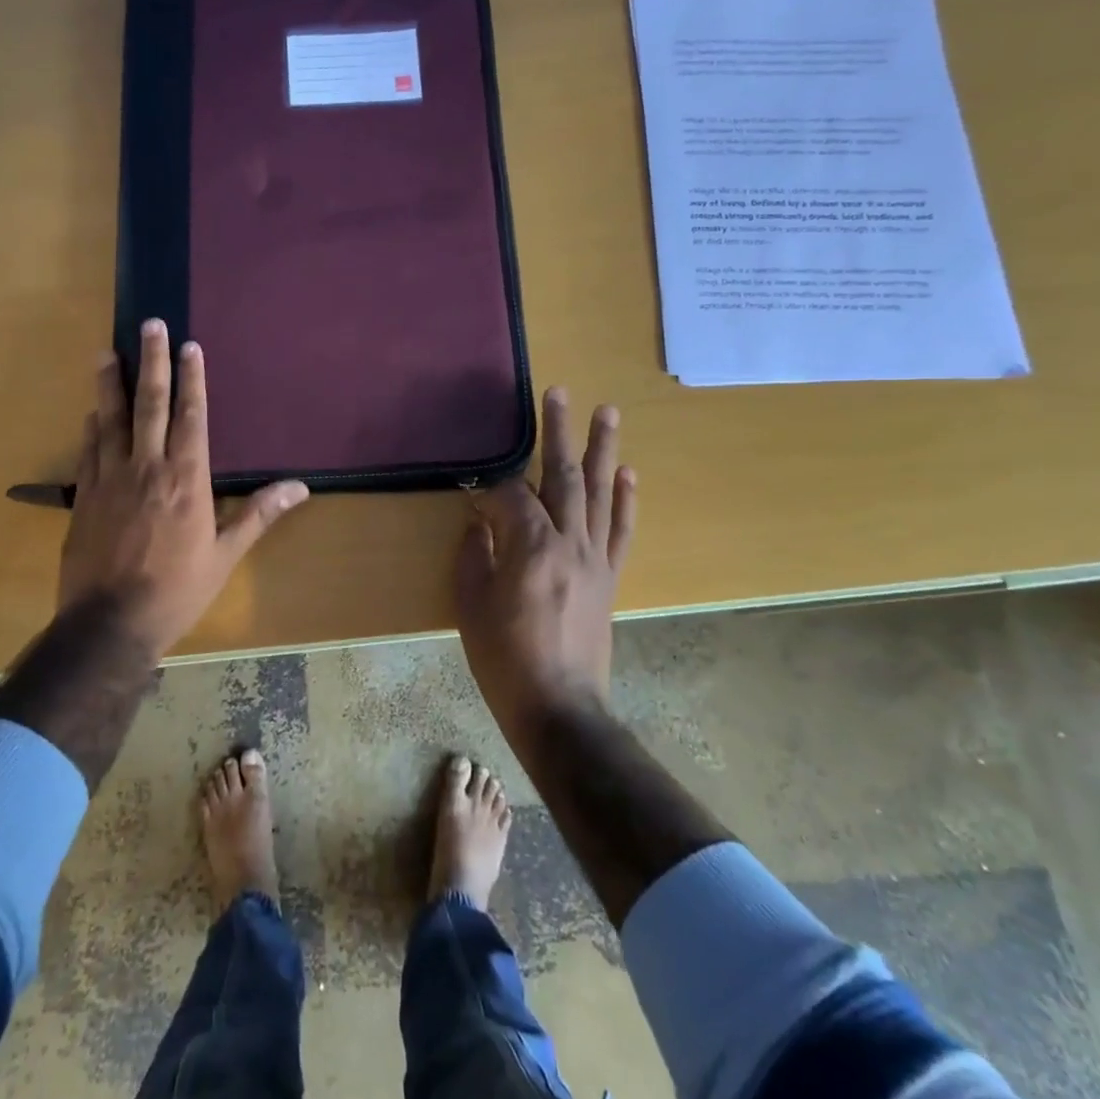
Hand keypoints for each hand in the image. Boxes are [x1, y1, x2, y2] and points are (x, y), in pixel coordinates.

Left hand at [58, 318, 309, 656]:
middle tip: (150, 325)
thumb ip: (258, 514)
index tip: (189, 346)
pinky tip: (92, 412)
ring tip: (107, 352)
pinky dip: (92, 427)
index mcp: (187, 479)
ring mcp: (110, 479)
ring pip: (111, 420)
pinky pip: (89, 451)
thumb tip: (299, 487)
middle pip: (149, 404)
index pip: (191, 416)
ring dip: (110, 384)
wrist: (110, 623)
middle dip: (151, 361)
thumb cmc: (177, 590)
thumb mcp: (225, 555)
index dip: (192, 379)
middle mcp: (147, 468)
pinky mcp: (84, 497)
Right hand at [454, 387, 635, 733]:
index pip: (512, 496)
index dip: (490, 489)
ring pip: (600, 493)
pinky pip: (621, 530)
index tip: (473, 494)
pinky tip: (628, 474)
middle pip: (564, 476)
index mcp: (531, 547)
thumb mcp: (471, 605)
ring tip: (607, 412)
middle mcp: (570, 542)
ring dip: (603, 450)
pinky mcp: (610, 577)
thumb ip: (475, 554)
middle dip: (559, 432)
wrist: (558, 707)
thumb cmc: (504, 658)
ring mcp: (595, 558)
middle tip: (559, 391)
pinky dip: (626, 500)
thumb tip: (479, 521)